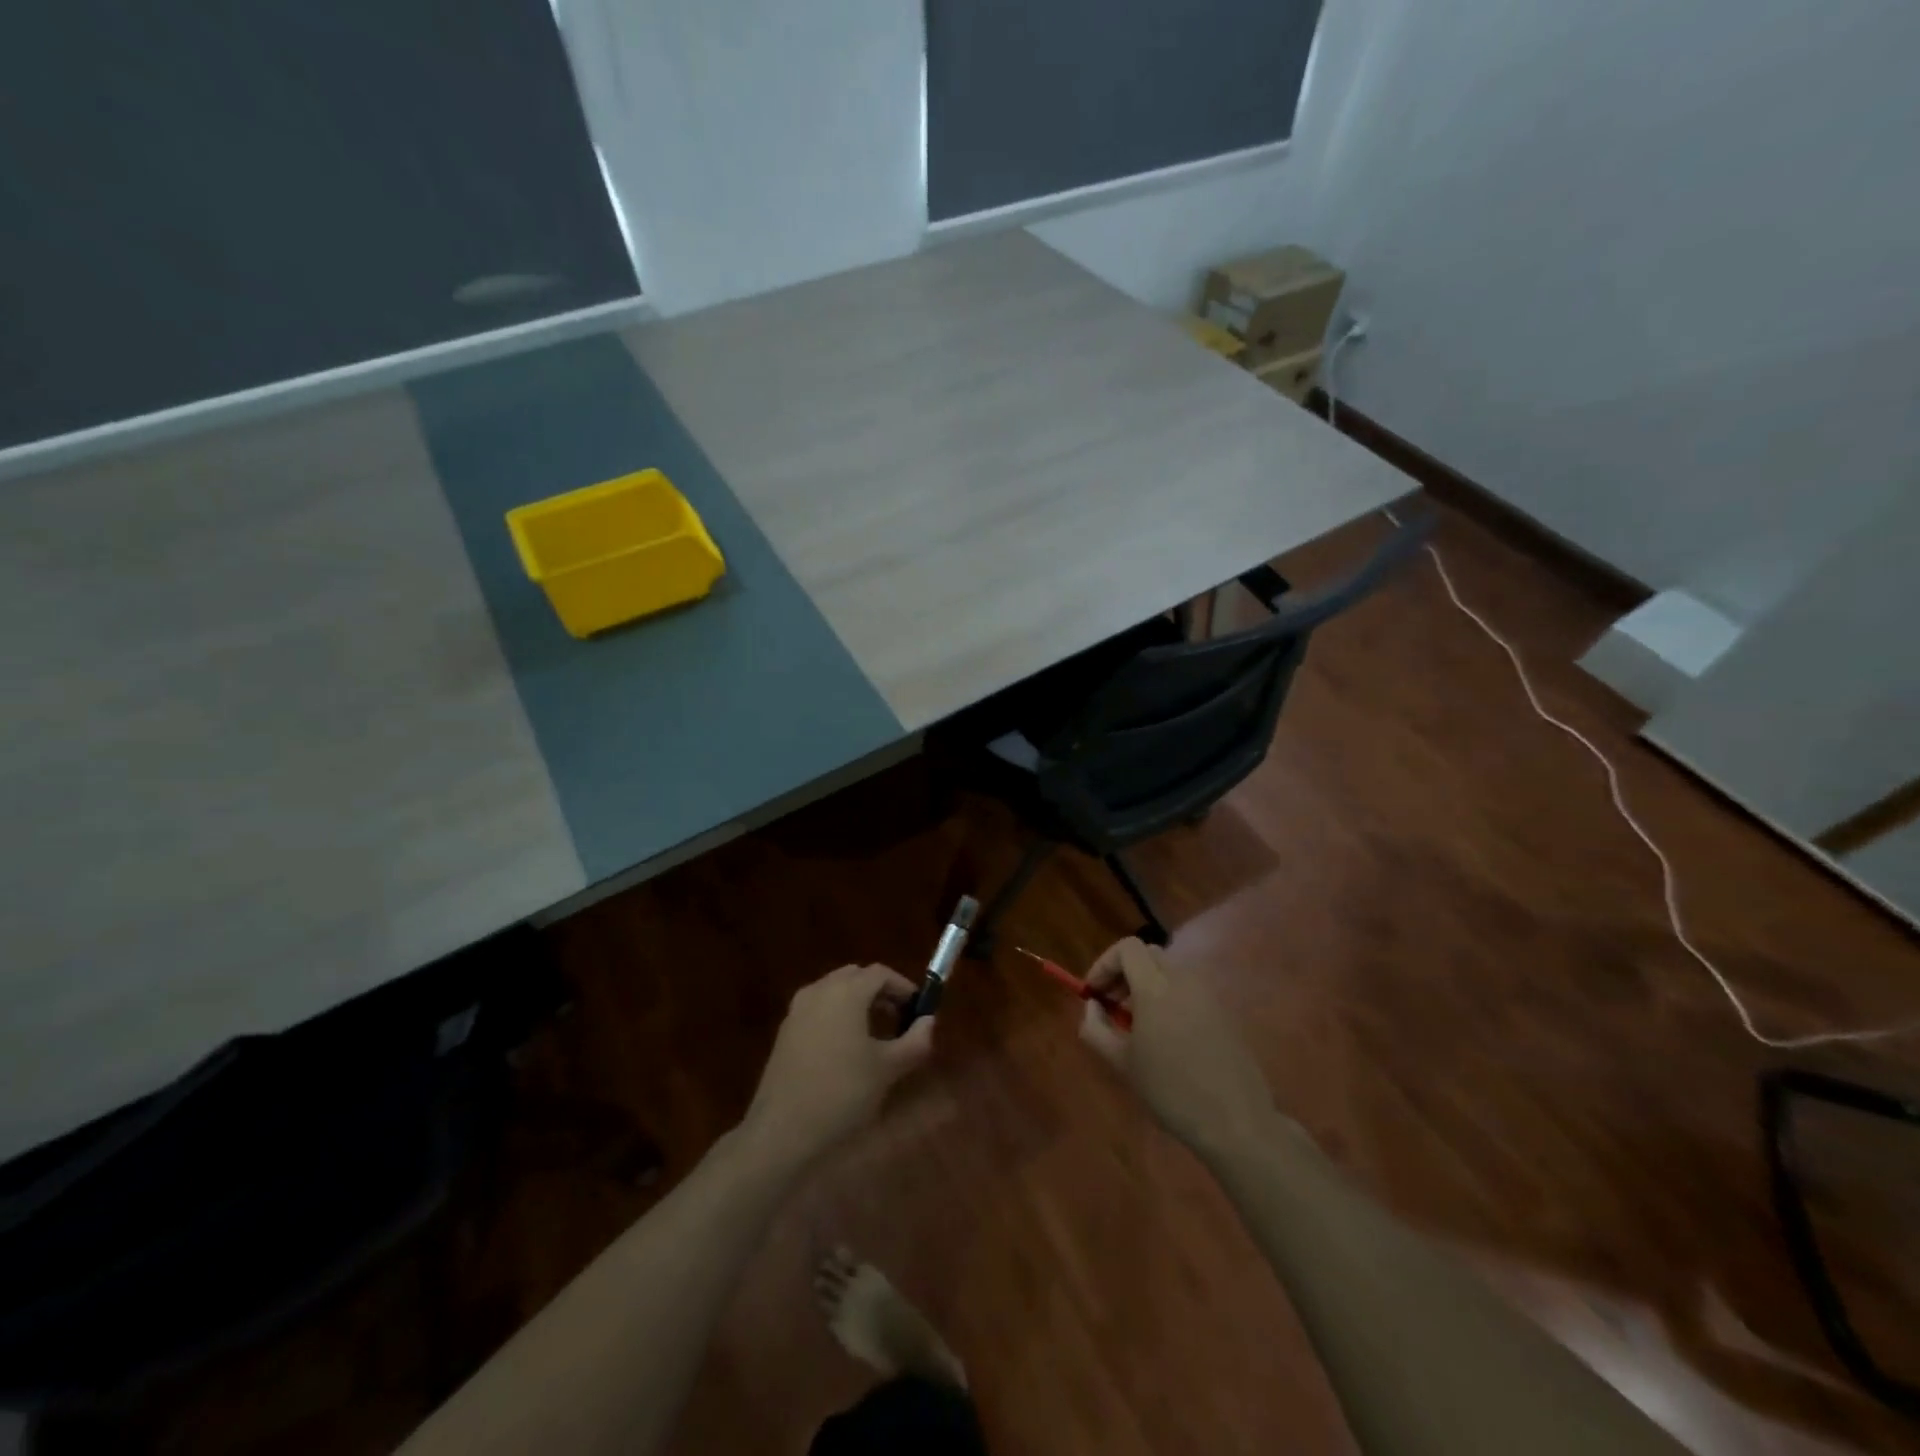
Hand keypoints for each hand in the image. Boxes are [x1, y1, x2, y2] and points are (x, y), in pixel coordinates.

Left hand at [740, 964, 933, 1166]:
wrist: (782, 1130)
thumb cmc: (842, 1093)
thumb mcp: (888, 1069)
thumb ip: (915, 1041)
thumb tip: (928, 1022)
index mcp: (846, 992)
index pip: (880, 973)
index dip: (903, 987)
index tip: (918, 1009)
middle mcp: (819, 991)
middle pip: (855, 976)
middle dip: (879, 991)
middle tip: (899, 1018)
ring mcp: (797, 1010)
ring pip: (834, 991)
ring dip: (857, 1003)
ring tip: (875, 1035)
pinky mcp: (785, 1031)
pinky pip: (818, 1009)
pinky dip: (837, 1016)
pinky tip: (845, 1049)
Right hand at [1079, 938, 1276, 1161]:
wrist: (1234, 1120)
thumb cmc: (1170, 1089)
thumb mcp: (1121, 1063)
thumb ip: (1096, 1028)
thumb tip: (1093, 1006)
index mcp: (1156, 986)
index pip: (1127, 948)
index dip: (1104, 964)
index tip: (1093, 993)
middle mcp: (1184, 980)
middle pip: (1148, 954)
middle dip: (1124, 972)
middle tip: (1112, 1005)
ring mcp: (1208, 994)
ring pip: (1170, 972)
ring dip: (1147, 985)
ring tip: (1136, 1024)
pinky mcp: (1224, 1012)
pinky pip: (1189, 990)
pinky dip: (1169, 998)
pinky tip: (1166, 1036)